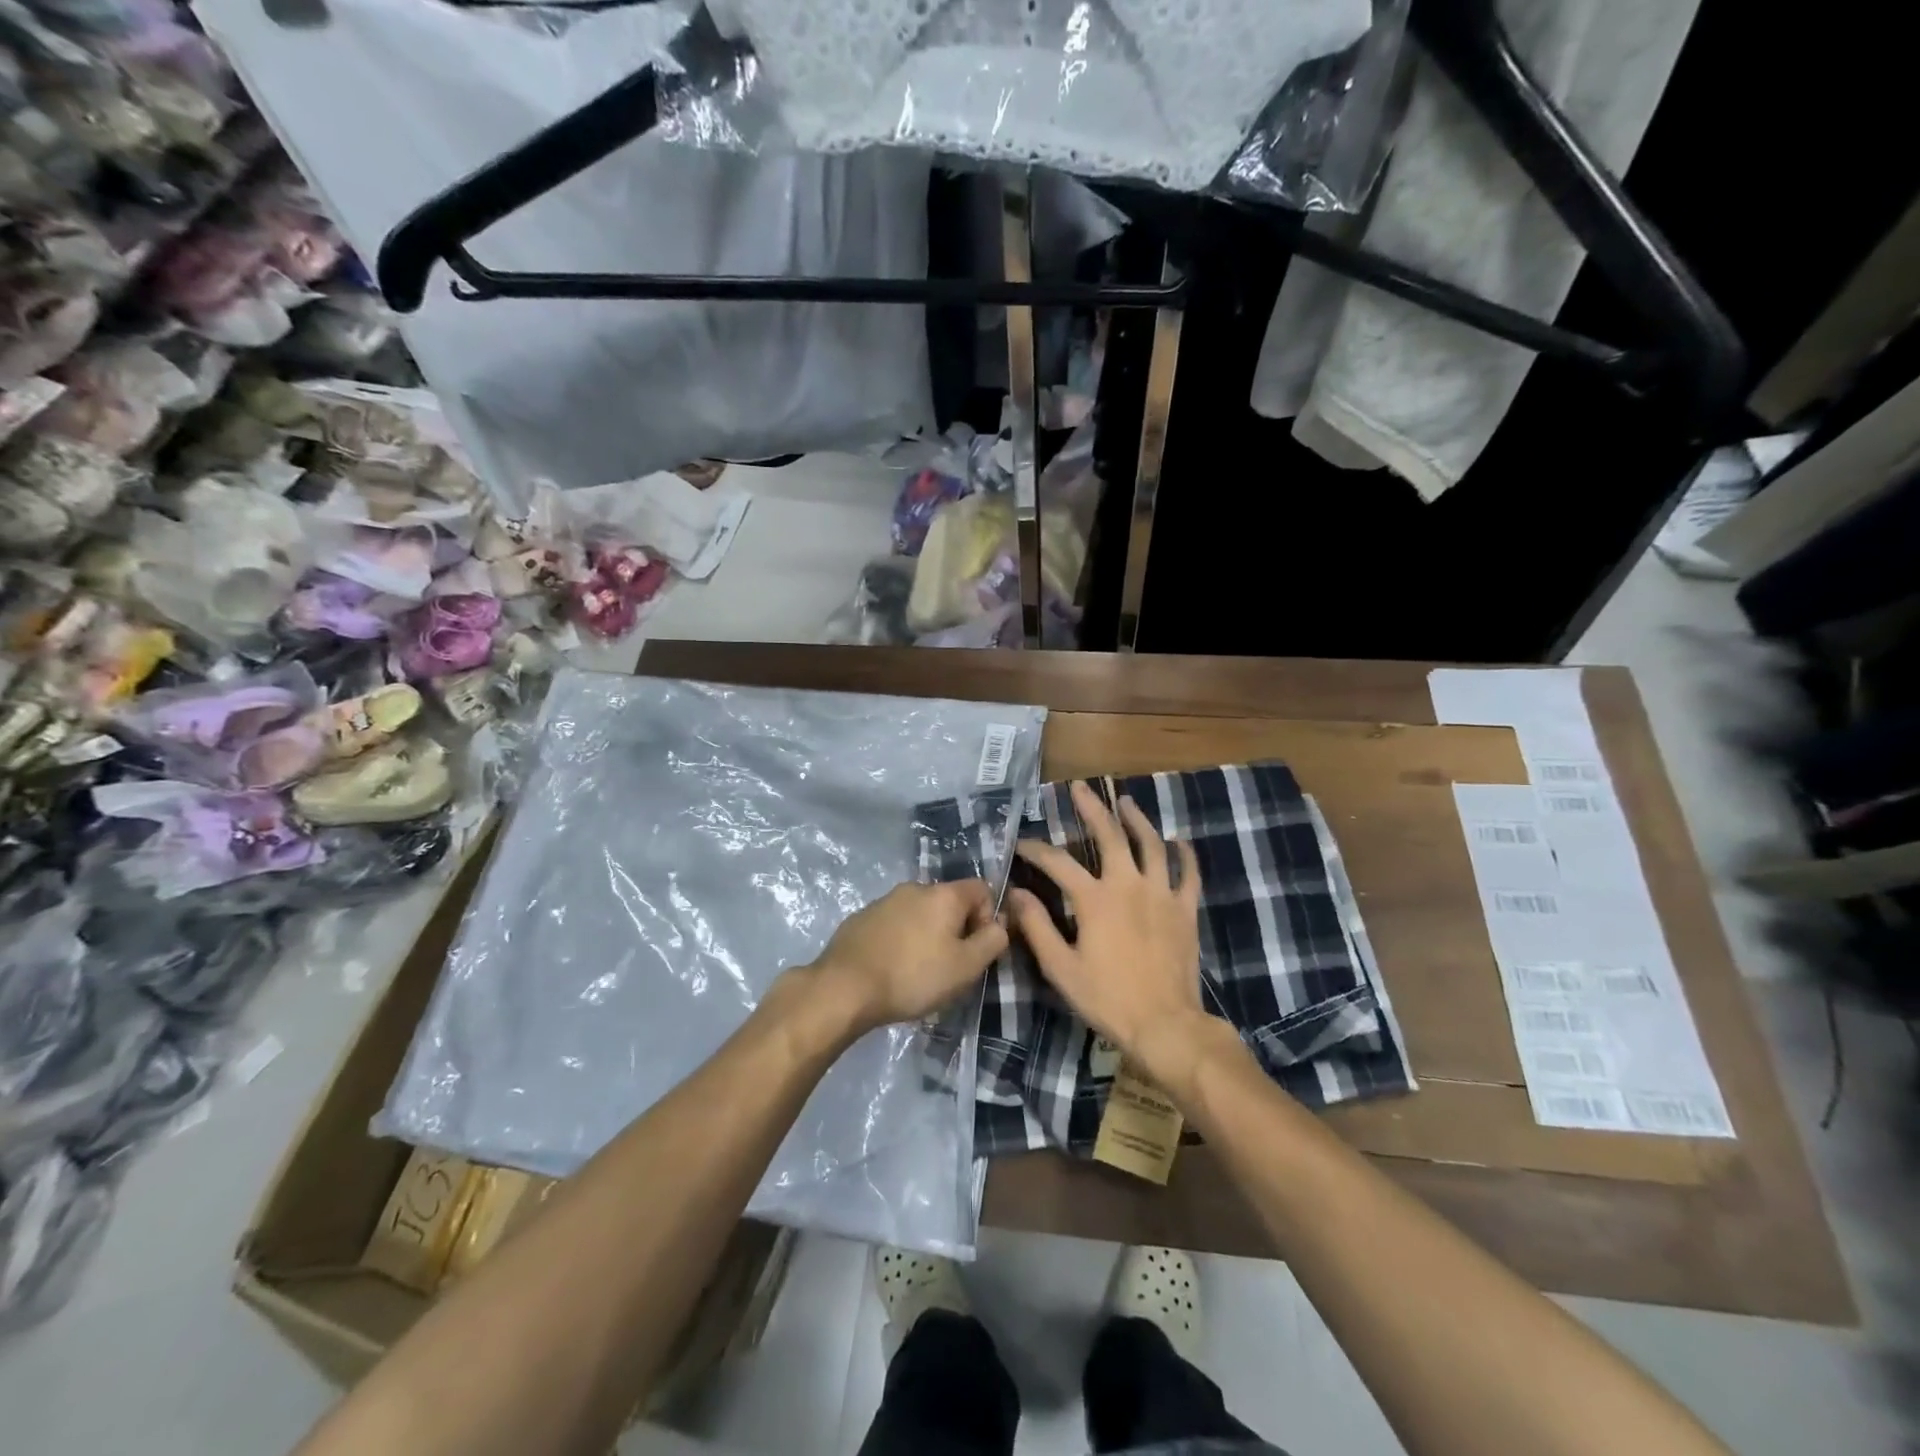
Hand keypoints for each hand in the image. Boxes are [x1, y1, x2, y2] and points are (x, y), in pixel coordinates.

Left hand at [808, 879, 1008, 1034]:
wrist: (845, 987)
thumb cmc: (913, 976)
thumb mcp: (966, 967)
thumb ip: (992, 941)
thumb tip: (999, 924)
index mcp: (944, 894)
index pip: (982, 889)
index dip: (988, 918)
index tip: (976, 950)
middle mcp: (915, 887)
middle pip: (950, 902)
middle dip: (956, 930)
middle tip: (949, 967)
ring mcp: (885, 900)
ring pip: (920, 913)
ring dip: (927, 935)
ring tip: (918, 972)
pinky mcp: (862, 917)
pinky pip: (894, 924)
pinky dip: (901, 940)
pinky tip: (892, 969)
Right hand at [1007, 781, 1217, 1089]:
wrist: (1165, 1025)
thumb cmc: (1107, 998)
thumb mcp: (1060, 968)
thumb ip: (1037, 927)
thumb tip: (1016, 894)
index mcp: (1095, 899)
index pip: (1057, 862)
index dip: (1035, 849)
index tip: (1021, 844)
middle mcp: (1128, 885)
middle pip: (1110, 835)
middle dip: (1092, 808)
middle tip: (1080, 787)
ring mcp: (1162, 894)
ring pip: (1151, 844)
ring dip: (1137, 819)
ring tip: (1126, 801)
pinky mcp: (1185, 910)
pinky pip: (1188, 874)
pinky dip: (1184, 854)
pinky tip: (1178, 841)